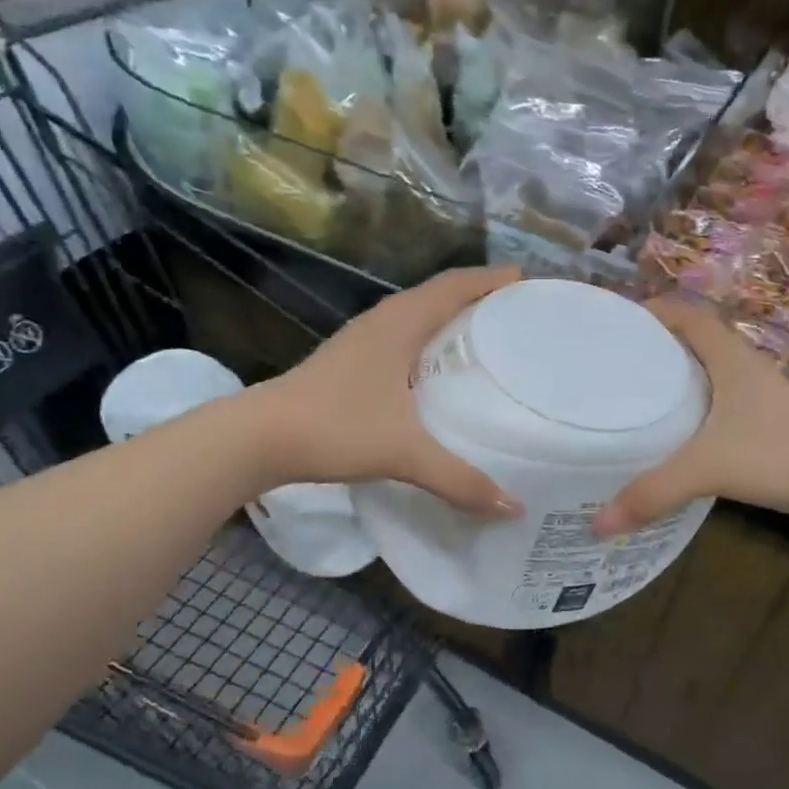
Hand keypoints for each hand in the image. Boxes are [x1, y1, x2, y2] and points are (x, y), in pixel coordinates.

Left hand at [254, 266, 523, 517]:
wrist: (259, 438)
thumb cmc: (335, 428)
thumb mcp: (404, 453)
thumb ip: (460, 480)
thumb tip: (513, 508)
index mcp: (401, 322)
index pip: (455, 285)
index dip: (492, 280)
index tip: (529, 283)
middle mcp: (383, 320)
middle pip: (440, 295)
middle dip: (480, 298)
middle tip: (519, 315)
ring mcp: (363, 340)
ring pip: (418, 316)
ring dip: (452, 319)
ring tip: (488, 340)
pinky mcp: (350, 362)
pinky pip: (402, 338)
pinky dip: (429, 343)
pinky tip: (439, 374)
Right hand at [594, 295, 788, 537]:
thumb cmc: (775, 454)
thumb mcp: (707, 468)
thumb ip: (652, 492)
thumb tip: (598, 524)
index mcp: (730, 358)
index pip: (687, 315)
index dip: (653, 312)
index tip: (616, 324)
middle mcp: (743, 368)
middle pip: (694, 342)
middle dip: (655, 347)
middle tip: (613, 365)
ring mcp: (757, 397)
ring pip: (707, 375)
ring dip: (675, 380)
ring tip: (632, 397)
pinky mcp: (763, 425)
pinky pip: (718, 406)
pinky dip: (693, 411)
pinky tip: (672, 435)